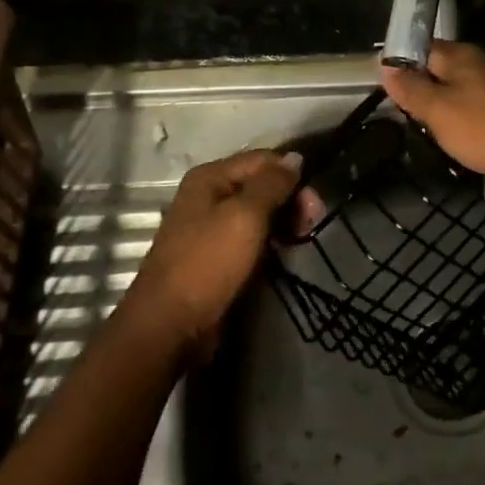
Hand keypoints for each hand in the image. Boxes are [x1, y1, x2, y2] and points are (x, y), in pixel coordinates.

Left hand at [123, 149, 302, 356]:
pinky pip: (252, 236)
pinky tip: (284, 251)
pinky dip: (271, 239)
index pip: (263, 160)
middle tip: (312, 223)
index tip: (315, 202)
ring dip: (284, 221)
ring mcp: (211, 226)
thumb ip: (272, 183)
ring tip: (301, 238)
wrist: (170, 326)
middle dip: (290, 199)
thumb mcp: (245, 216)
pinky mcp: (217, 254)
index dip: (292, 175)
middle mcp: (209, 196)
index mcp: (210, 178)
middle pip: (262, 184)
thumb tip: (296, 158)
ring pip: (259, 212)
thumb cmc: (208, 263)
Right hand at [379, 40, 484, 199]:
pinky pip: (472, 112)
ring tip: (419, 126)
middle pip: (439, 70)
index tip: (381, 83)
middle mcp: (477, 66)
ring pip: (456, 92)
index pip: (420, 48)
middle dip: (418, 86)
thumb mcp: (437, 109)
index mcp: (459, 57)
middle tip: (397, 109)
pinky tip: (450, 137)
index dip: (399, 63)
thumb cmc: (482, 126)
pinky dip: (458, 121)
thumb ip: (411, 89)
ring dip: (439, 106)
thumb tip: (385, 66)